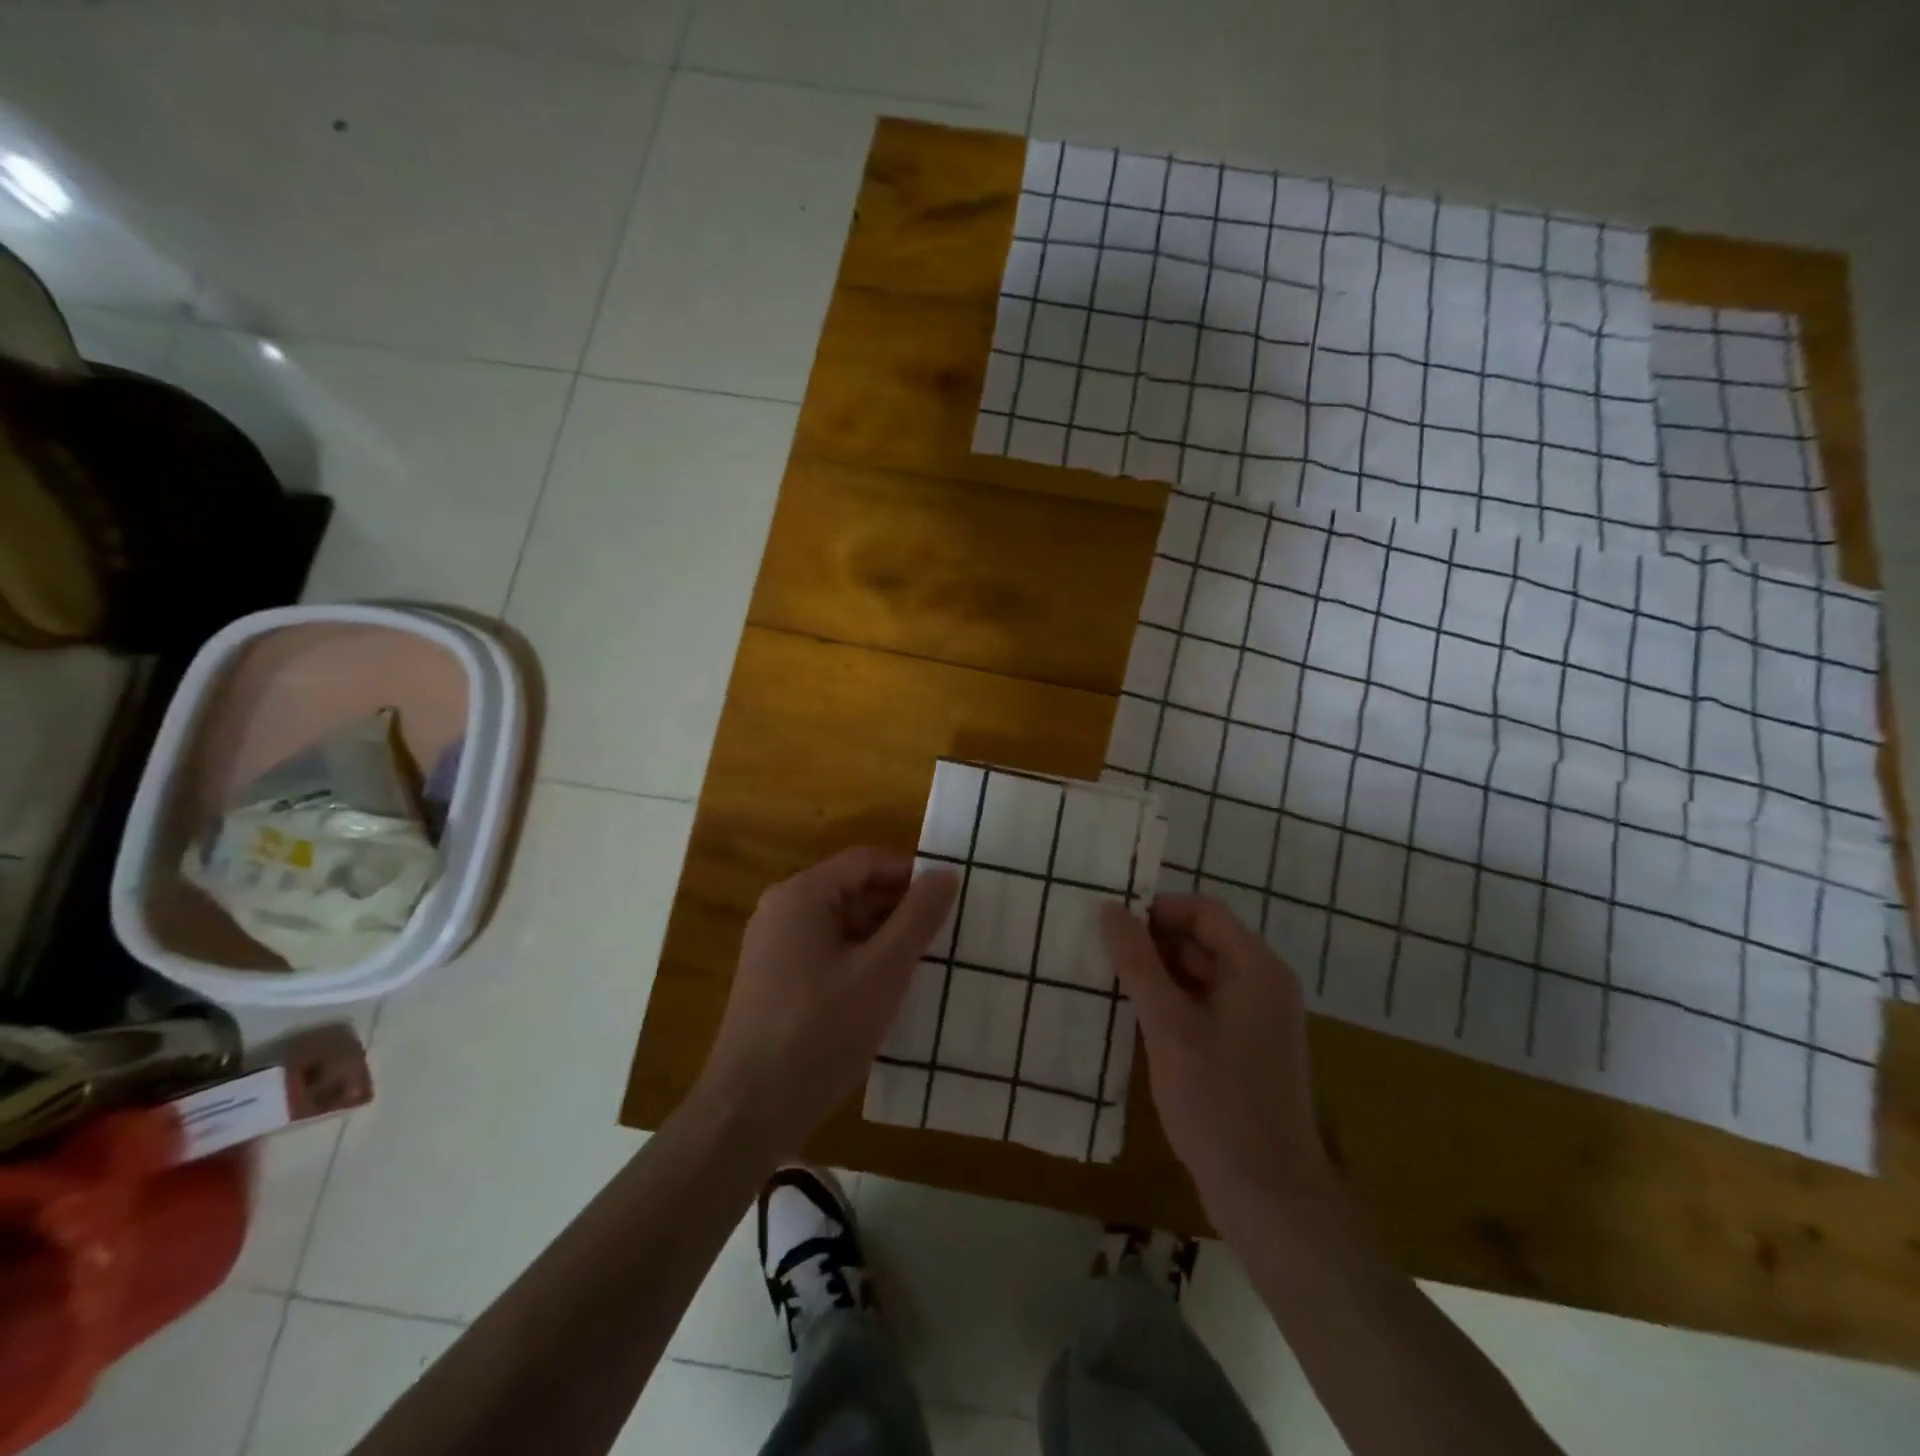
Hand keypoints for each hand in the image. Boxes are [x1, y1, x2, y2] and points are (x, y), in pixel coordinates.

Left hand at [695, 847, 958, 1161]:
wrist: (749, 1111)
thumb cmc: (820, 1031)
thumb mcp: (882, 971)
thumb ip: (917, 918)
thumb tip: (945, 874)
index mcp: (802, 896)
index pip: (866, 861)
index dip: (910, 873)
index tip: (949, 898)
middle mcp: (782, 911)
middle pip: (852, 890)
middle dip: (899, 907)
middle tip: (944, 933)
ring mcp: (774, 948)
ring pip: (841, 924)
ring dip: (882, 936)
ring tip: (925, 962)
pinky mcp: (775, 981)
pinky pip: (827, 952)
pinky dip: (860, 959)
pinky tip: (887, 989)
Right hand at [1101, 894, 1331, 1229]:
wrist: (1268, 1196)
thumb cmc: (1218, 1102)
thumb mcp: (1168, 1026)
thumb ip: (1137, 962)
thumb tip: (1110, 909)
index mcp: (1256, 968)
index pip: (1203, 912)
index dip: (1156, 910)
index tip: (1111, 924)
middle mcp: (1263, 984)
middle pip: (1202, 940)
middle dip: (1152, 942)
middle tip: (1100, 953)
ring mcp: (1257, 1018)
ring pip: (1200, 974)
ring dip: (1157, 973)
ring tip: (1109, 981)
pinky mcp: (1246, 1048)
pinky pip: (1204, 1005)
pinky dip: (1171, 1003)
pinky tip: (1135, 1018)